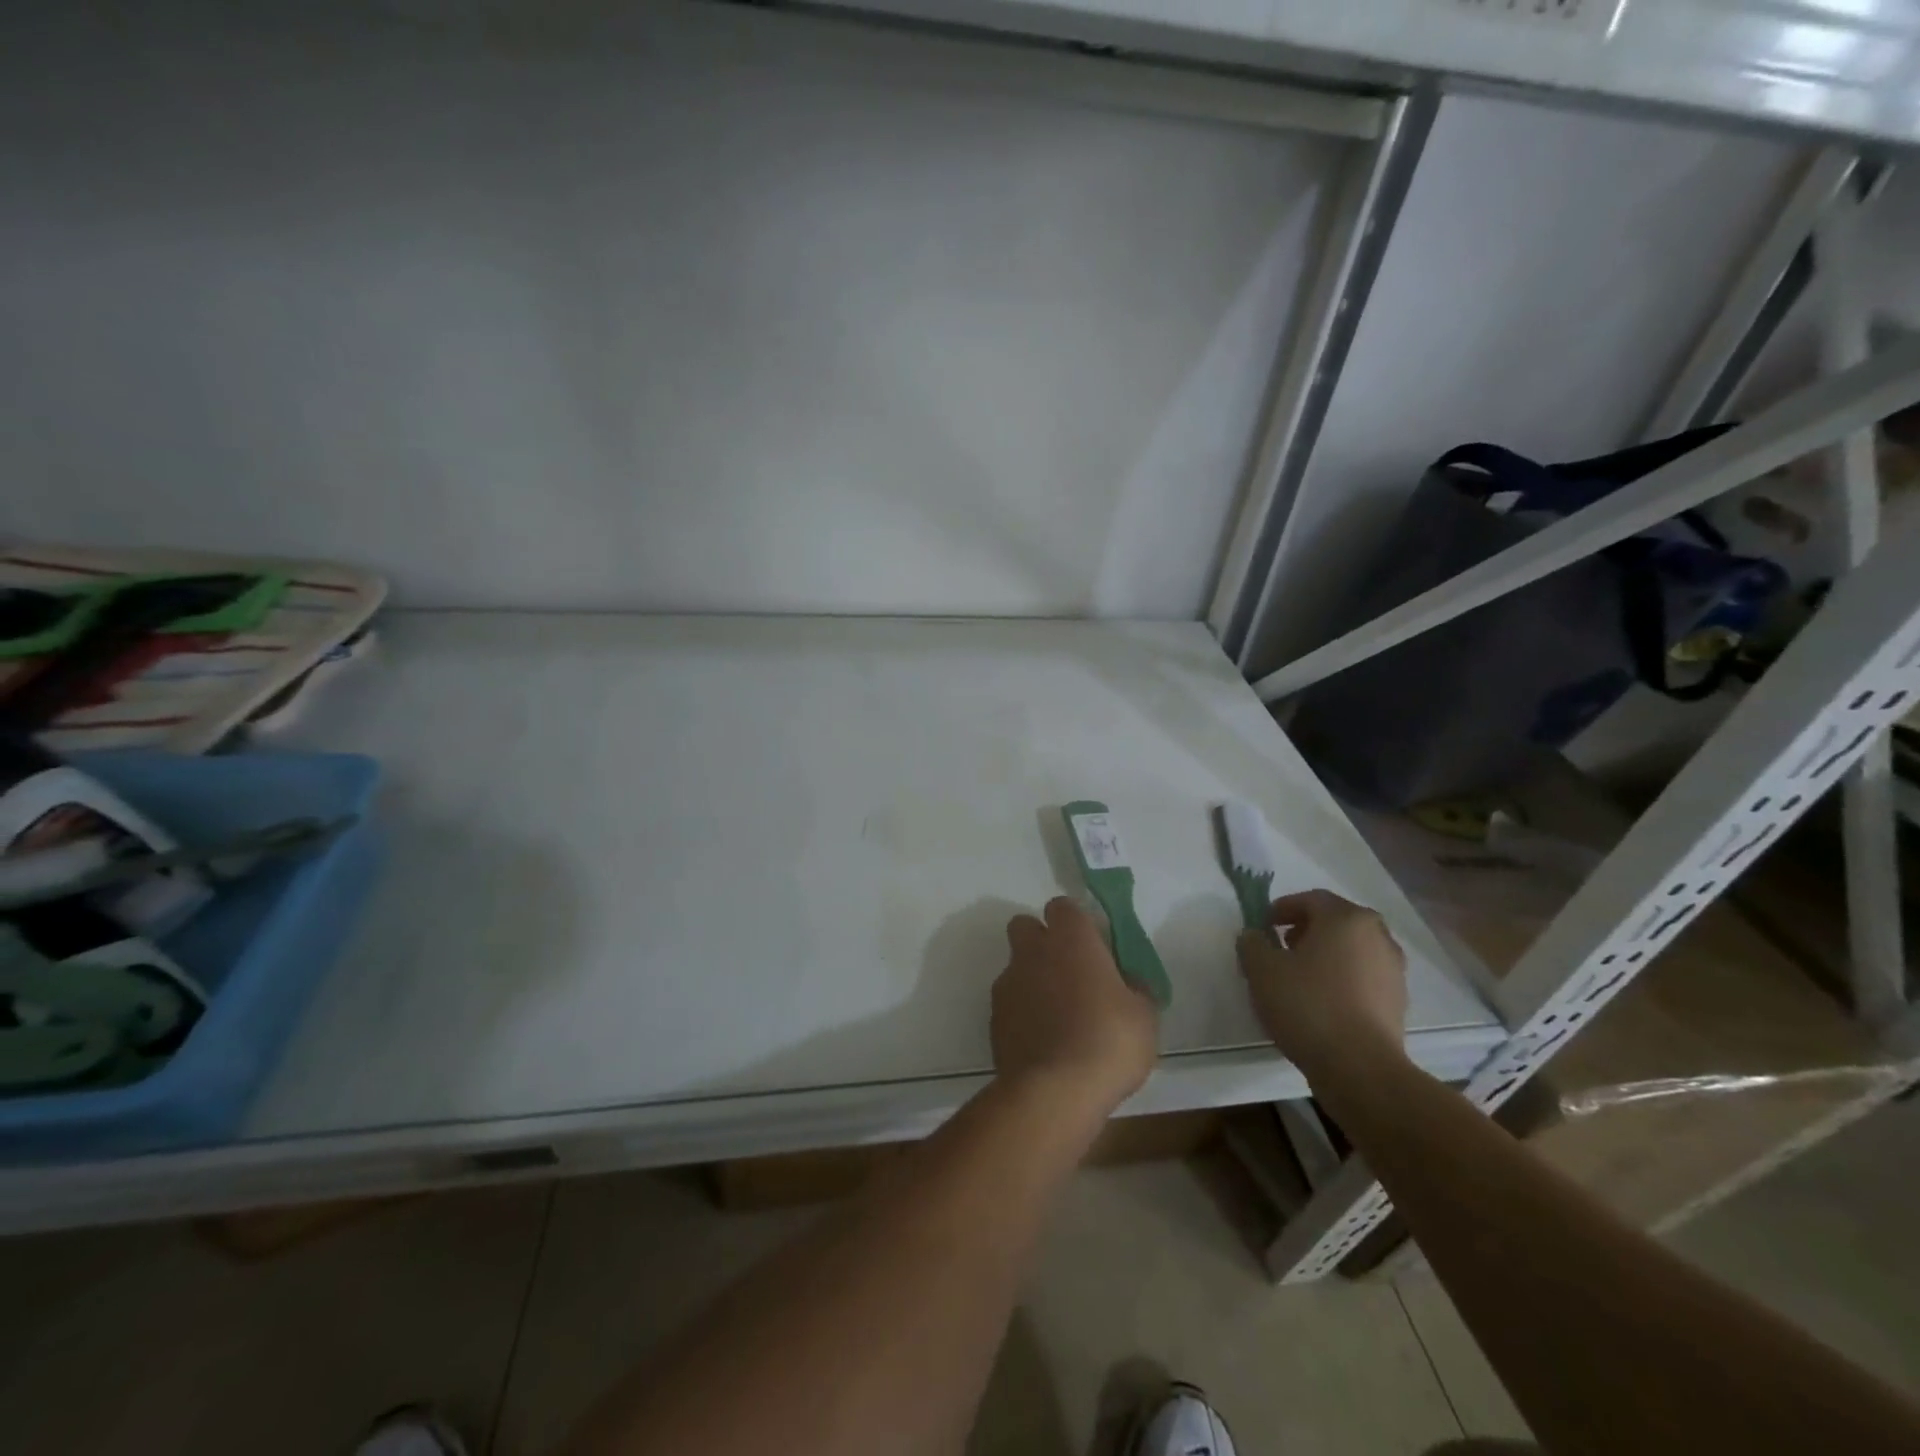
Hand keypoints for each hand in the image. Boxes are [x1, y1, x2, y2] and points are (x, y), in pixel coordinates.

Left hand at [992, 897, 1158, 1113]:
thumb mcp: (1144, 1015)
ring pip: (1016, 966)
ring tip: (1059, 1017)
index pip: (1063, 907)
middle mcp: (1033, 951)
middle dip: (1042, 941)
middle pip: (1026, 926)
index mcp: (1071, 938)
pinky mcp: (994, 1018)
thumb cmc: (1108, 1041)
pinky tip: (1044, 1041)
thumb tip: (1128, 984)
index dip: (1076, 923)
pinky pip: (1010, 1003)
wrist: (1054, 1091)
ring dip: (1033, 980)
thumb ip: (1134, 989)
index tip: (1094, 948)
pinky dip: (1023, 1013)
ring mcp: (1008, 983)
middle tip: (1070, 973)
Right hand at [1237, 889, 1407, 1079]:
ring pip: (1351, 951)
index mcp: (1347, 919)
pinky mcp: (1398, 1002)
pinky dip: (1341, 980)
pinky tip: (1321, 1003)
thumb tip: (1255, 936)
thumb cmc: (1308, 1006)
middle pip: (1335, 922)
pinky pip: (1363, 978)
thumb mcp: (1262, 970)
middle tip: (1280, 949)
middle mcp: (1377, 936)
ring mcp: (1393, 970)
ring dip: (1324, 956)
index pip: (1311, 899)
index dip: (1282, 909)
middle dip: (1305, 931)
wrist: (1360, 1069)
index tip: (1262, 927)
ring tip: (1298, 979)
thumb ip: (1252, 943)